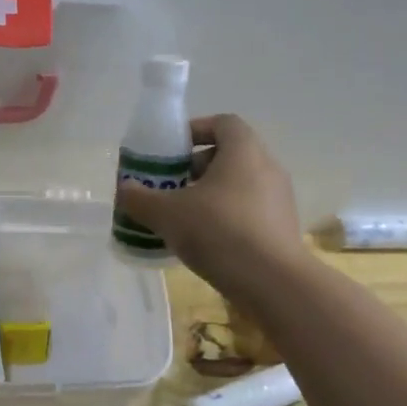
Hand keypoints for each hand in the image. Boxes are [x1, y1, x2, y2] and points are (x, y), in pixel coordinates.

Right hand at [116, 114, 306, 299]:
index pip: (223, 123)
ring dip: (210, 194)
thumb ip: (140, 198)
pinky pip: (248, 210)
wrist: (272, 282)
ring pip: (238, 185)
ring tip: (182, 216)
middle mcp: (267, 167)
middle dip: (196, 167)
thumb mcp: (167, 214)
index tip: (171, 150)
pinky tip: (204, 240)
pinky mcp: (282, 228)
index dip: (196, 130)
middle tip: (170, 186)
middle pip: (230, 155)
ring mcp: (279, 199)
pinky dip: (225, 216)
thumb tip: (124, 189)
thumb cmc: (218, 232)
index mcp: (243, 151)